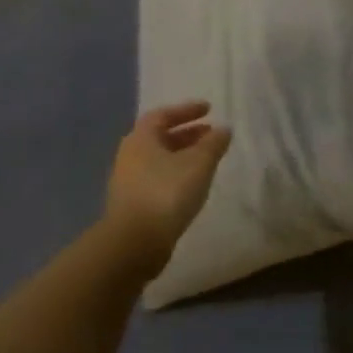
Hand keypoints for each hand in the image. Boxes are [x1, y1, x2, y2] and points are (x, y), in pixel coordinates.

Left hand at [104, 102, 231, 270]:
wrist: (134, 242)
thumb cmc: (167, 192)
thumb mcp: (199, 163)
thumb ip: (214, 143)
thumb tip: (224, 129)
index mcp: (141, 138)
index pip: (163, 114)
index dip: (187, 110)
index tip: (209, 109)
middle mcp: (130, 156)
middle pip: (160, 137)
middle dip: (187, 133)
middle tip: (210, 134)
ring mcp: (128, 181)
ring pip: (159, 159)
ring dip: (183, 155)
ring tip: (207, 160)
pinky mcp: (132, 204)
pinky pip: (158, 178)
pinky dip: (176, 174)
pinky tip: (193, 184)